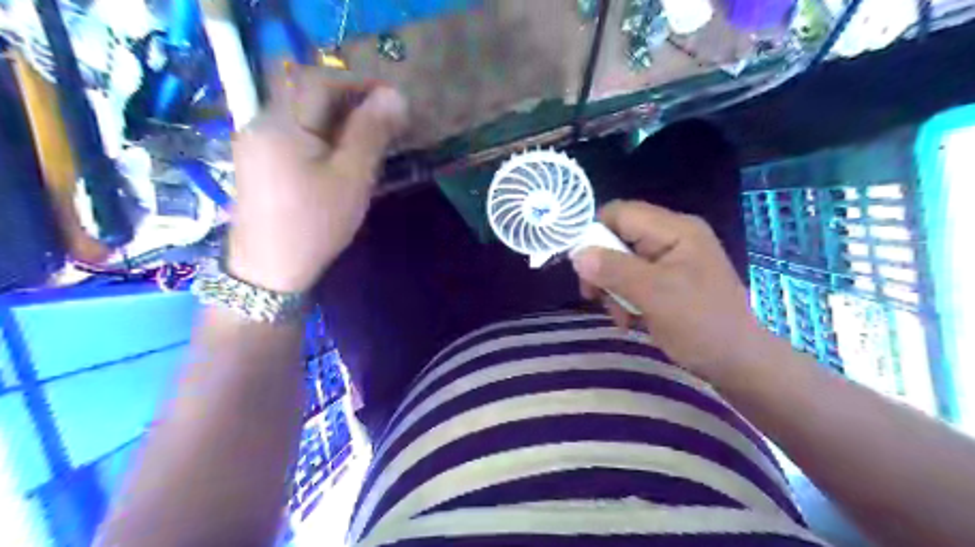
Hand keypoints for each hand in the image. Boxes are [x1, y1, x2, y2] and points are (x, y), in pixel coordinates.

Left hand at [227, 65, 407, 292]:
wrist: (269, 272)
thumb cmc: (314, 224)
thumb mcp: (351, 178)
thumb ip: (371, 133)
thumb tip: (395, 96)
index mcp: (281, 123)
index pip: (320, 81)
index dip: (358, 83)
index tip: (393, 99)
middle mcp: (261, 124)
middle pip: (308, 95)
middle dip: (350, 101)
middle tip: (386, 120)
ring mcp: (257, 144)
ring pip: (302, 116)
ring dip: (338, 119)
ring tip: (371, 138)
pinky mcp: (260, 164)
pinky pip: (295, 136)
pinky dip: (323, 136)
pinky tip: (342, 157)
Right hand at [572, 198, 760, 382]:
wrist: (738, 363)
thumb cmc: (701, 325)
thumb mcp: (655, 295)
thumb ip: (614, 270)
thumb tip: (577, 254)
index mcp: (675, 229)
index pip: (621, 213)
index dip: (594, 232)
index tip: (580, 265)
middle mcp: (671, 237)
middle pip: (618, 238)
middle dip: (603, 268)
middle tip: (595, 296)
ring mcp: (671, 259)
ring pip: (621, 261)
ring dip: (613, 288)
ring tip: (621, 316)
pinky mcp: (668, 280)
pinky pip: (633, 279)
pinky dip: (625, 298)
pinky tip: (630, 320)